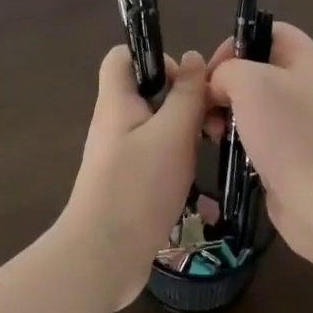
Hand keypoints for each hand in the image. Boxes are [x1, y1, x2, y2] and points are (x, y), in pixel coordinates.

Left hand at [63, 45, 208, 306]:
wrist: (104, 256)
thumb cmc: (139, 186)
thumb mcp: (173, 133)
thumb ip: (186, 94)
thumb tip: (193, 57)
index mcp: (116, 102)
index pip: (123, 56)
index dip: (156, 57)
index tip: (186, 82)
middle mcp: (114, 124)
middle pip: (146, 93)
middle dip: (182, 99)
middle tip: (209, 121)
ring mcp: (119, 157)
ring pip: (156, 128)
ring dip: (184, 134)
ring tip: (208, 149)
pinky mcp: (127, 184)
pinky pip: (155, 159)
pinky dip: (176, 163)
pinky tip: (197, 184)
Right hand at [206, 24, 312, 264]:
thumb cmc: (291, 133)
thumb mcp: (251, 83)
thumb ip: (227, 71)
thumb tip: (220, 88)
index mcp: (305, 59)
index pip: (269, 31)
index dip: (237, 42)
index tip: (213, 70)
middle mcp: (306, 86)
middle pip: (257, 70)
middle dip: (225, 85)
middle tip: (207, 107)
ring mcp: (300, 124)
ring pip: (254, 107)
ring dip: (228, 116)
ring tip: (213, 133)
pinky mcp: (292, 156)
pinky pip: (259, 138)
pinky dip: (239, 143)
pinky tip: (226, 154)